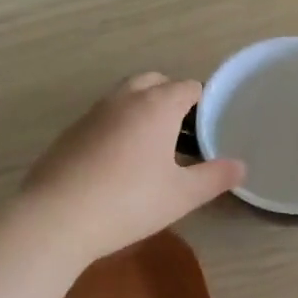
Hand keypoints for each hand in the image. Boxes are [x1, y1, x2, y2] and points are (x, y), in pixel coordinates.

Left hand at [20, 73, 245, 262]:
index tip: (207, 129)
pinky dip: (117, 126)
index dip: (202, 103)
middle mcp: (124, 98)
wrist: (56, 216)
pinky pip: (103, 116)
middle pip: (154, 81)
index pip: (187, 87)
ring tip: (152, 147)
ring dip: (142, 109)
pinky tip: (117, 162)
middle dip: (170, 98)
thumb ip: (214, 177)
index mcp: (157, 105)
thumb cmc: (129, 202)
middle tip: (181, 133)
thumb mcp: (181, 195)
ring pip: (125, 96)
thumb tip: (240, 166)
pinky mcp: (71, 131)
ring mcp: (93, 112)